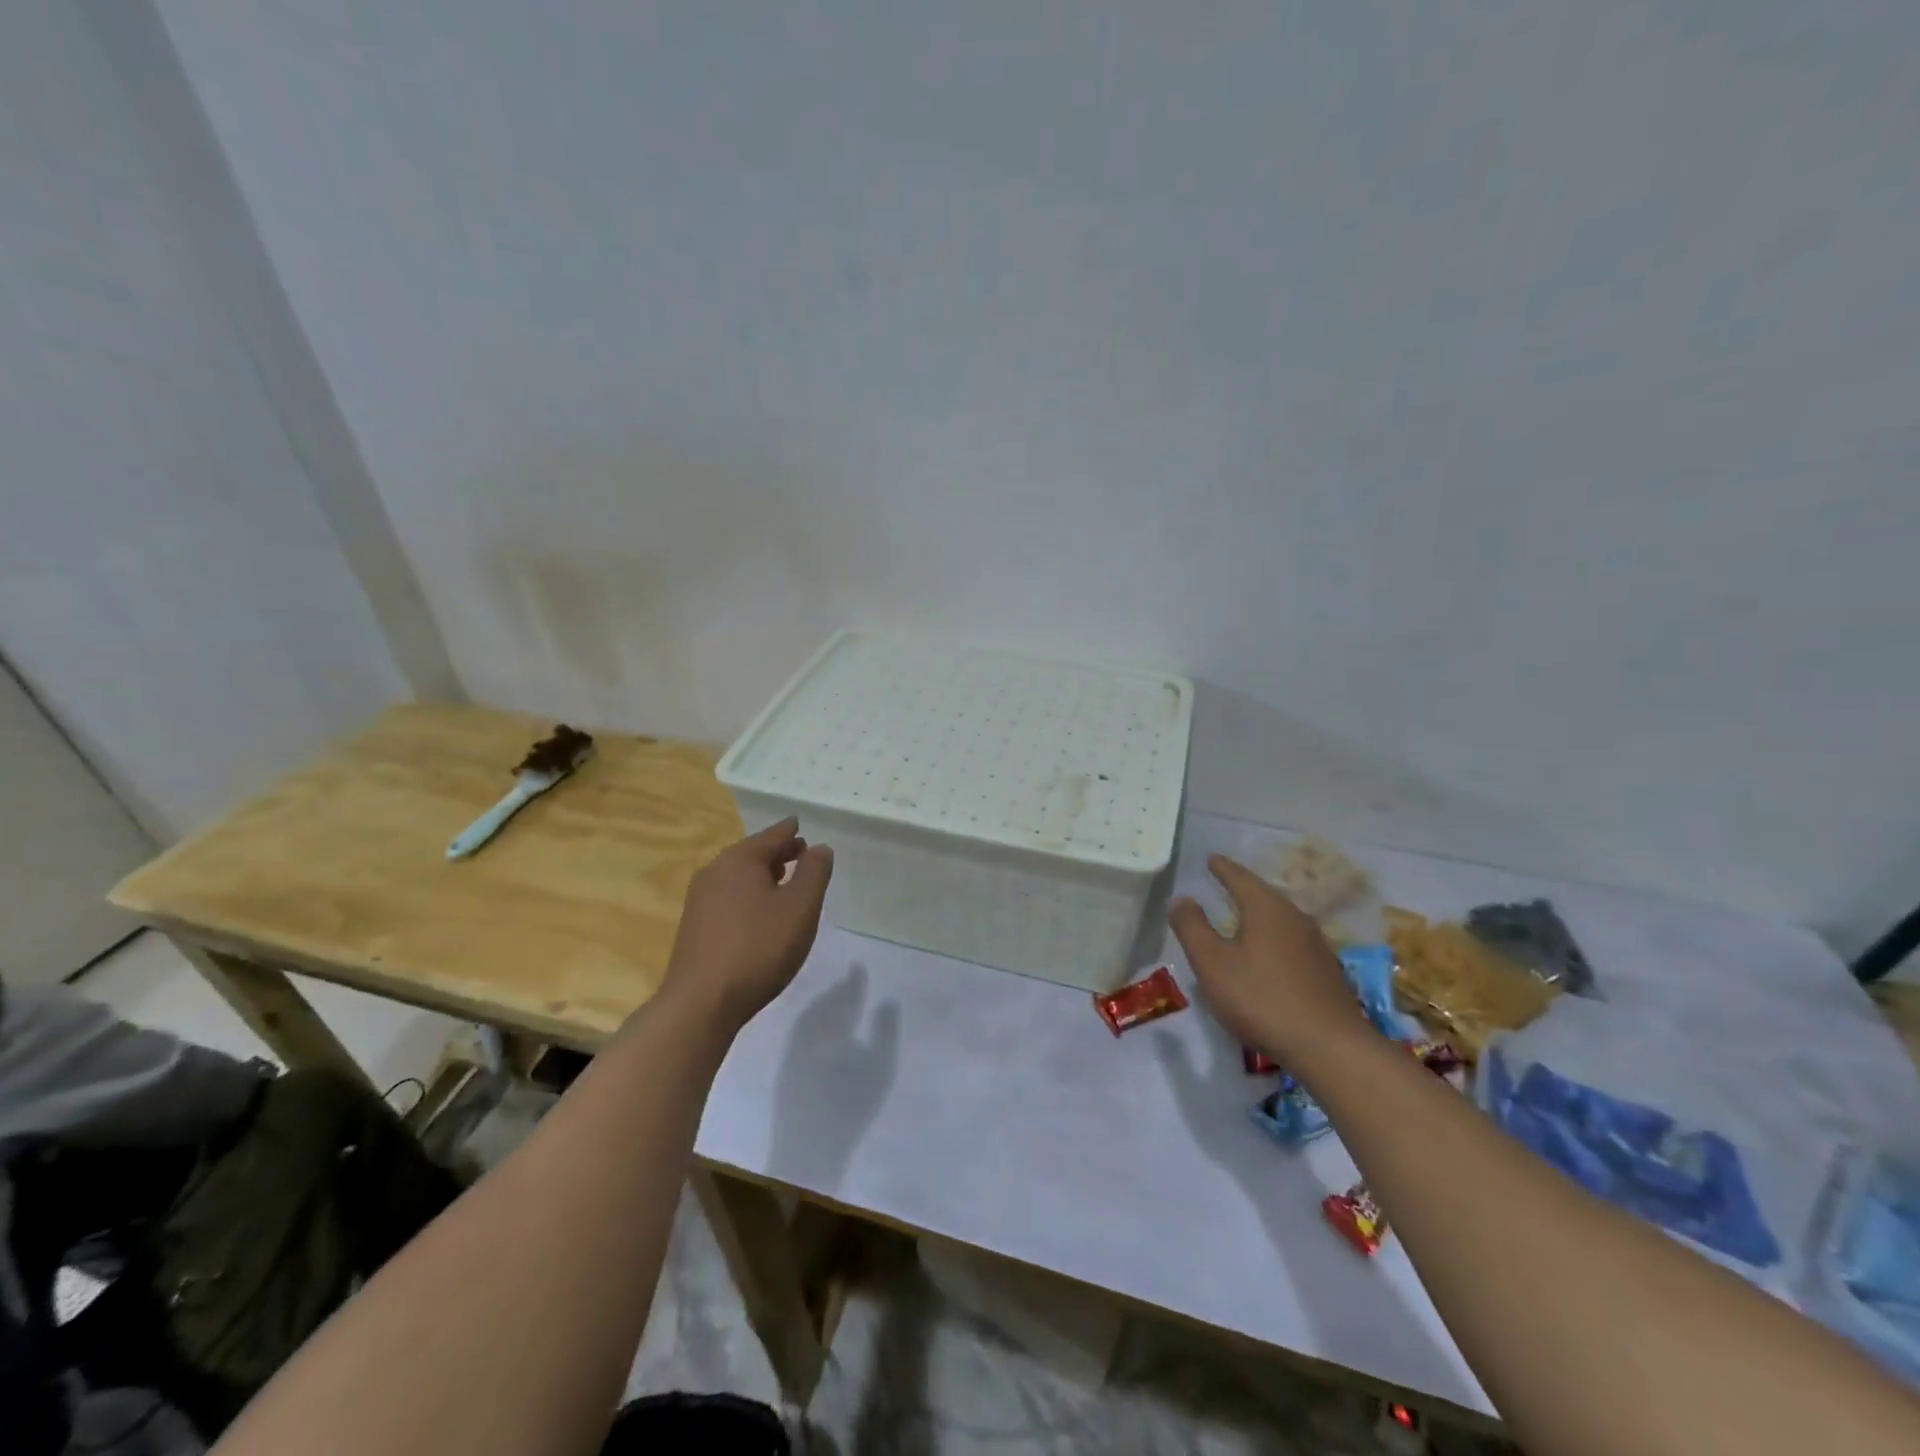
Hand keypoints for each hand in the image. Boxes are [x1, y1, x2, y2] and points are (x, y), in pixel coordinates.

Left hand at [661, 817, 833, 1032]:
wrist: (702, 1003)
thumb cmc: (759, 948)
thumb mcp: (800, 907)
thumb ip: (814, 872)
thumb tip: (819, 848)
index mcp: (740, 859)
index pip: (774, 835)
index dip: (792, 832)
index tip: (802, 827)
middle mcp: (715, 870)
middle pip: (753, 853)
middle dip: (779, 853)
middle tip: (802, 855)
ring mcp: (700, 899)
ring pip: (739, 876)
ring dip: (763, 875)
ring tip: (785, 883)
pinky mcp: (694, 925)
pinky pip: (729, 897)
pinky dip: (748, 895)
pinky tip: (760, 914)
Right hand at [1169, 853, 1369, 1070]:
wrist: (1330, 1047)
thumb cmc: (1261, 998)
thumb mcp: (1212, 963)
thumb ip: (1192, 928)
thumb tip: (1181, 898)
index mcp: (1266, 909)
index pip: (1240, 878)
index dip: (1222, 868)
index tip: (1211, 858)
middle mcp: (1295, 918)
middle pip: (1264, 895)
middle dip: (1243, 888)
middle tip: (1225, 882)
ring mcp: (1316, 945)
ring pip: (1281, 918)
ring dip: (1260, 914)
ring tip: (1244, 916)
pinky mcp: (1327, 972)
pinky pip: (1292, 942)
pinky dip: (1274, 938)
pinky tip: (1269, 954)